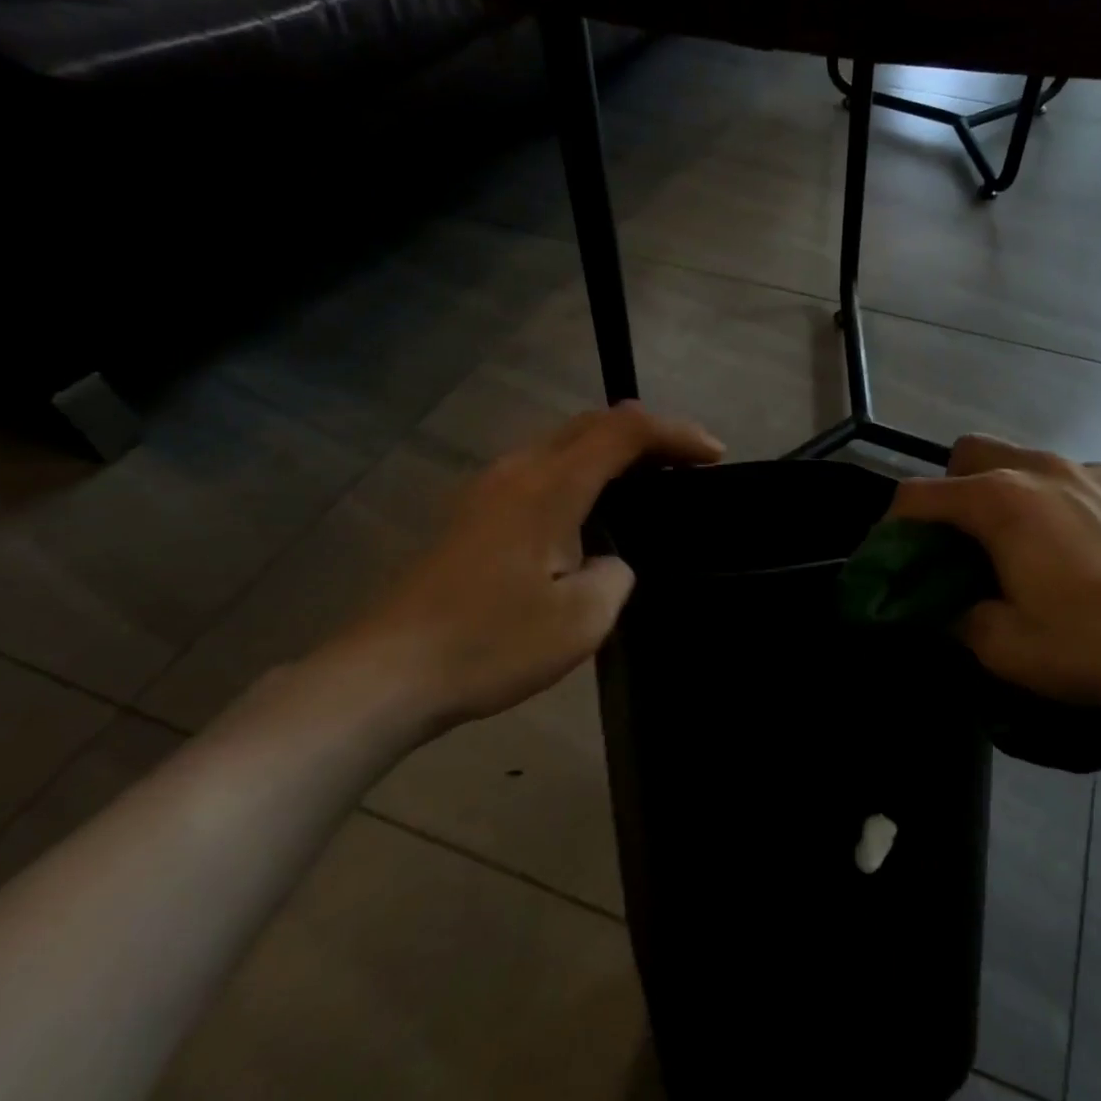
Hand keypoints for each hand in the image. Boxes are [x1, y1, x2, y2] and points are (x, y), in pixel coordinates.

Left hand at [318, 403, 723, 729]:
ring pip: (561, 445)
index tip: (714, 456)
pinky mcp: (471, 516)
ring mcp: (487, 490)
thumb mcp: (580, 620)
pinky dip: (580, 474)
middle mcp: (517, 471)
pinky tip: (591, 513)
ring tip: (648, 482)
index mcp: (549, 486)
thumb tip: (607, 561)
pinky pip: (540, 472)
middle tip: (687, 463)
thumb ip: (615, 575)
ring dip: (609, 452)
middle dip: (646, 434)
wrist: (386, 675)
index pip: (623, 431)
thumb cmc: (489, 644)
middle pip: (590, 425)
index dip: (675, 433)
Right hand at [889, 434, 1100, 711]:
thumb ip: (959, 620)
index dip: (893, 526)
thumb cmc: (1098, 644)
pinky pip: (1087, 486)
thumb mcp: (1007, 650)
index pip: (918, 495)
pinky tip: (1096, 556)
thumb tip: (948, 609)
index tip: (895, 558)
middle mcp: (1044, 469)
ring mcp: (1100, 473)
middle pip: (972, 453)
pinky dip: (1071, 509)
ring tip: (1035, 551)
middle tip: (965, 544)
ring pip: (1032, 464)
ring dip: (1014, 497)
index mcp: (1000, 501)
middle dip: (952, 490)